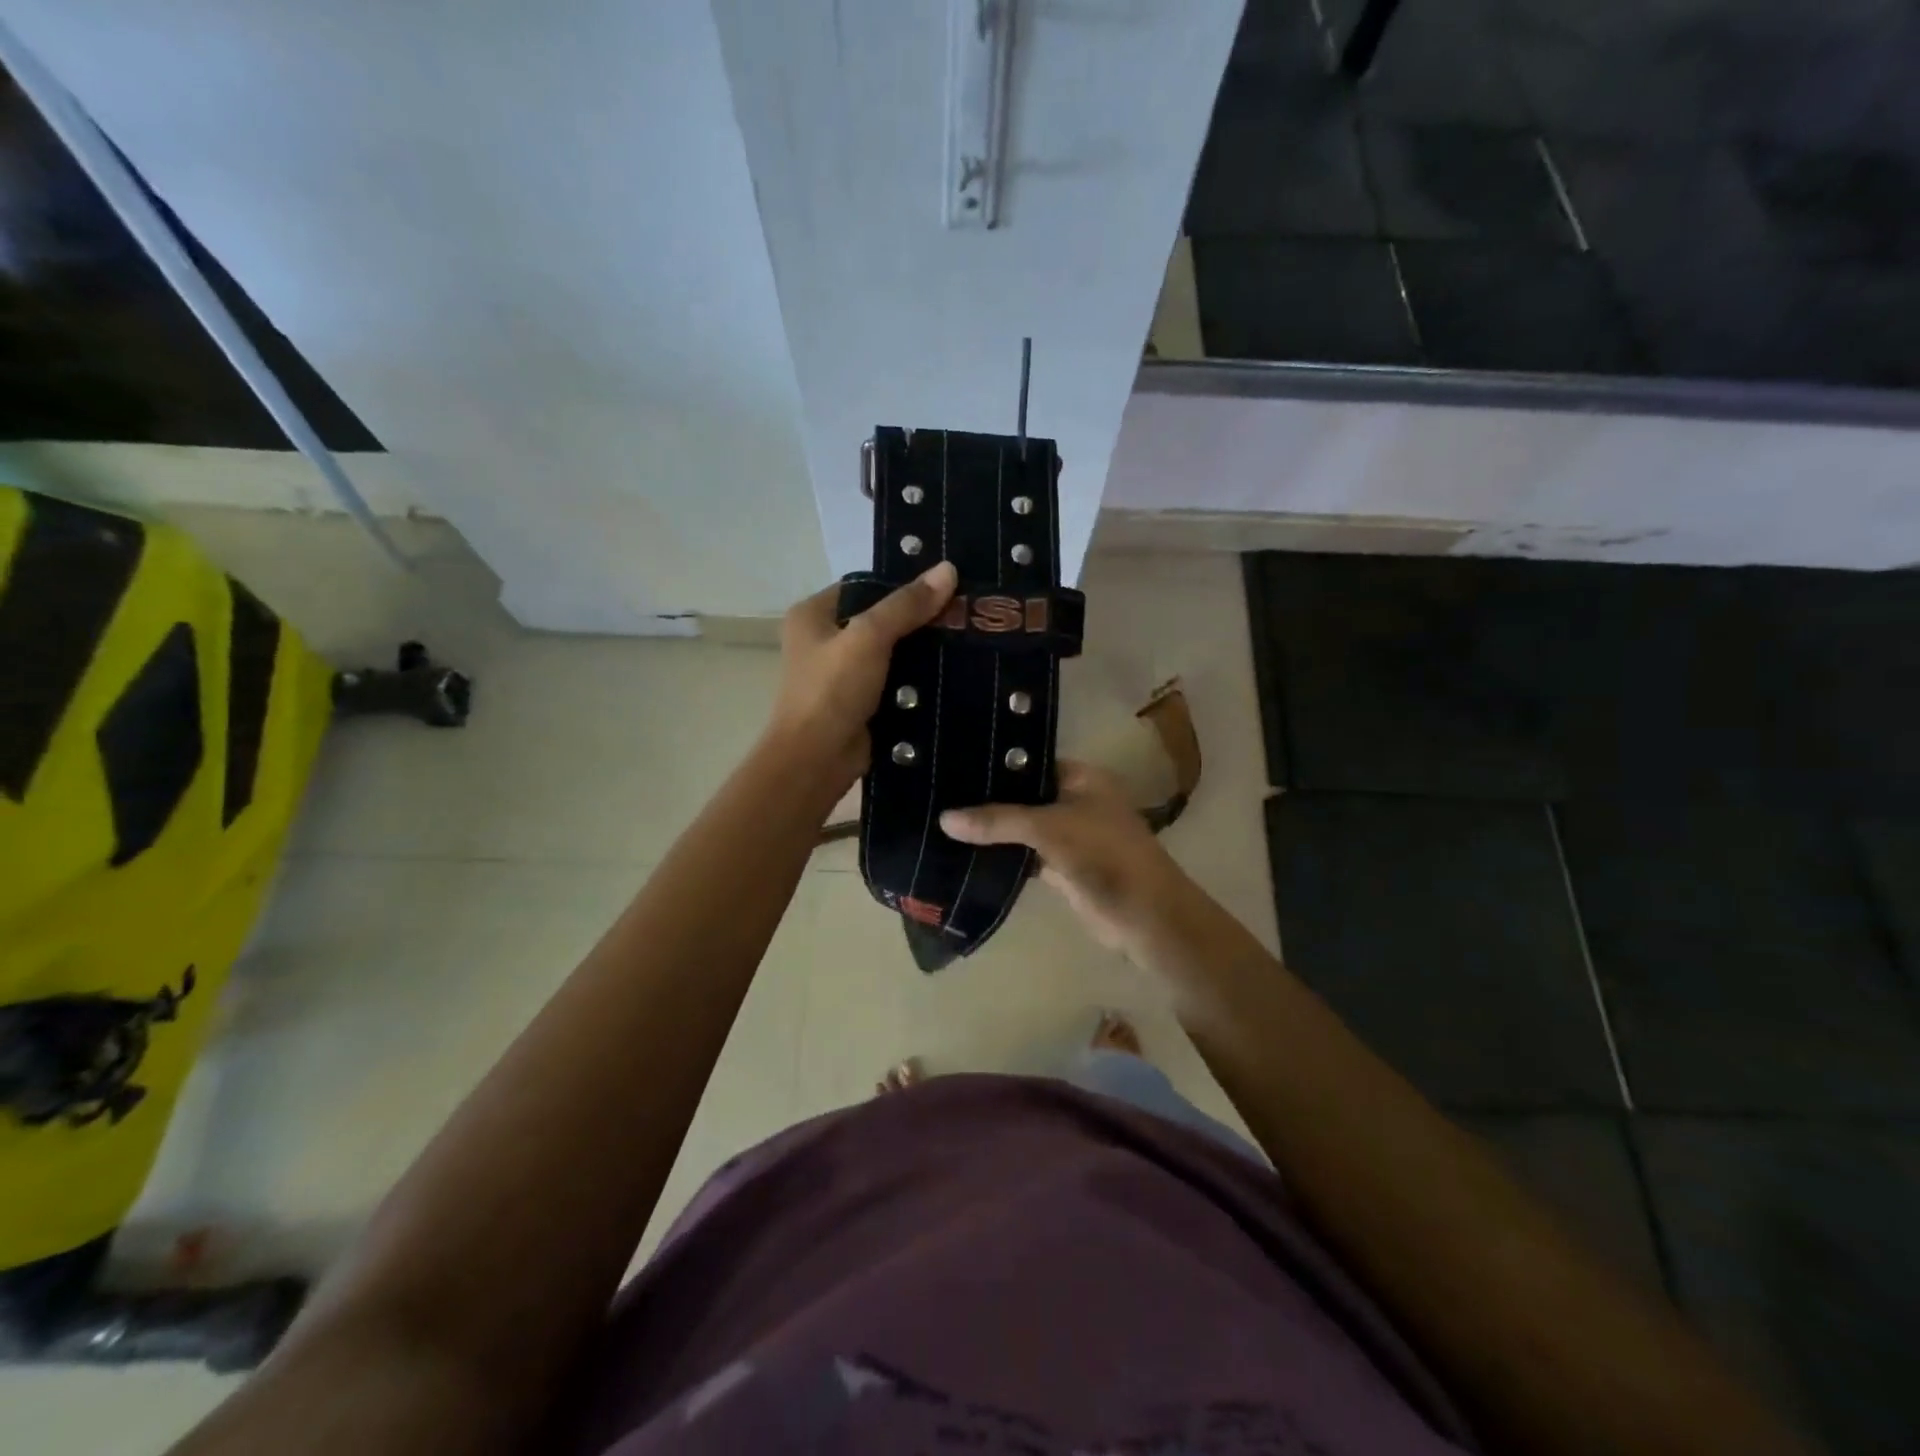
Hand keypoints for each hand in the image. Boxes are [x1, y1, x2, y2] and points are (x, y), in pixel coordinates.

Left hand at [767, 563, 958, 791]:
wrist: (817, 761)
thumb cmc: (832, 691)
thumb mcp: (868, 638)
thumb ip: (906, 605)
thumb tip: (948, 569)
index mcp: (813, 614)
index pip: (865, 586)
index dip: (903, 584)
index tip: (947, 583)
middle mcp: (825, 640)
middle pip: (881, 619)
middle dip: (920, 619)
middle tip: (966, 612)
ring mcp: (843, 674)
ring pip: (892, 652)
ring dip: (924, 651)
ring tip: (969, 638)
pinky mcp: (862, 702)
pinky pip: (897, 682)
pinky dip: (919, 680)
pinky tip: (955, 672)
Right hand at [941, 761, 1186, 956]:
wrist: (1145, 916)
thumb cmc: (1105, 855)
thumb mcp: (1050, 829)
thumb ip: (998, 821)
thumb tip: (944, 819)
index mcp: (1082, 778)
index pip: (1030, 762)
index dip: (996, 764)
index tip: (953, 763)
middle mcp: (1075, 801)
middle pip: (1024, 796)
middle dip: (988, 799)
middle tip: (939, 793)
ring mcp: (1069, 836)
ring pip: (1022, 828)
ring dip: (992, 830)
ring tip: (941, 820)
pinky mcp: (1061, 868)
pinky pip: (1025, 856)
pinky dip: (1002, 857)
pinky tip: (965, 853)